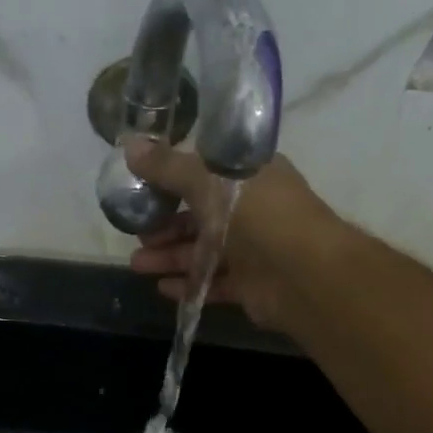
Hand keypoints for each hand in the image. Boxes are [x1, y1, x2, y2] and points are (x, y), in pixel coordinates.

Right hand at [121, 134, 346, 329]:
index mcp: (248, 175)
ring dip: (169, 256)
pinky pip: (212, 283)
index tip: (142, 187)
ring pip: (202, 252)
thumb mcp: (208, 181)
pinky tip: (162, 287)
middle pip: (199, 215)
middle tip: (136, 233)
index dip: (172, 179)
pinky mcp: (250, 284)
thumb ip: (167, 167)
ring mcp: (251, 249)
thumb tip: (129, 145)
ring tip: (137, 264)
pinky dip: (188, 284)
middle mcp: (251, 209)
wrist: (303, 274)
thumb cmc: (258, 215)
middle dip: (165, 225)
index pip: (205, 172)